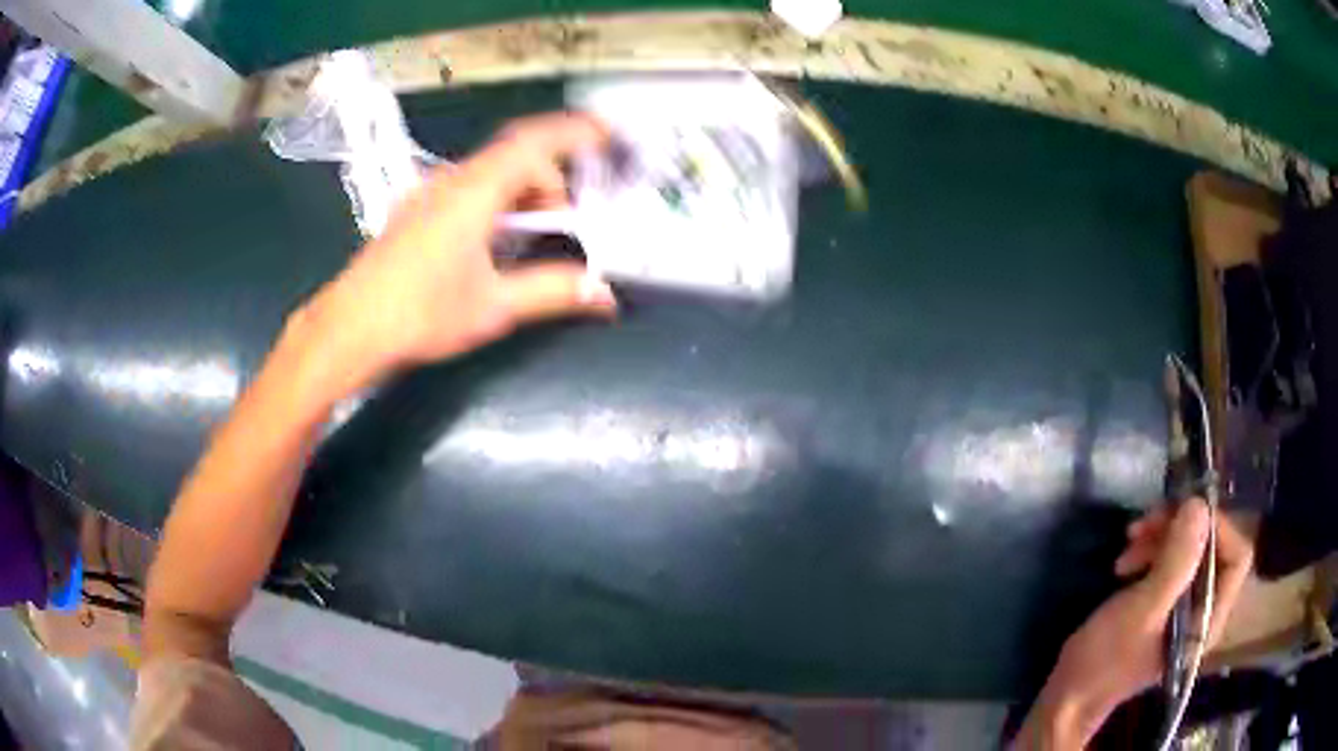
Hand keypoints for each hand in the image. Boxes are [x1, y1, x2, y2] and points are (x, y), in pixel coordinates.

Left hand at [293, 113, 617, 394]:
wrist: (349, 329)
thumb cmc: (420, 313)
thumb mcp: (493, 306)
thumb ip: (552, 291)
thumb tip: (602, 294)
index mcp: (474, 191)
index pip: (533, 143)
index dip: (575, 133)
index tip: (607, 137)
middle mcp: (451, 180)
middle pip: (514, 155)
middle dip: (551, 177)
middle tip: (571, 218)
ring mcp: (429, 193)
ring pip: (490, 172)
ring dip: (523, 191)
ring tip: (537, 232)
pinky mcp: (416, 211)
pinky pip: (468, 188)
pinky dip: (497, 201)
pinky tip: (497, 239)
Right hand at [1014, 499, 1252, 748]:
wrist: (1069, 697)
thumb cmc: (1106, 660)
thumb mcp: (1141, 610)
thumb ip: (1176, 562)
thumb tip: (1199, 506)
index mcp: (1208, 618)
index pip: (1237, 556)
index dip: (1216, 528)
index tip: (1181, 514)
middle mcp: (1204, 609)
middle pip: (1212, 548)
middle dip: (1180, 529)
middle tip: (1145, 524)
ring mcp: (1184, 608)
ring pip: (1189, 551)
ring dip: (1161, 537)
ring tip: (1128, 543)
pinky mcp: (1164, 605)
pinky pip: (1171, 562)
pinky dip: (1151, 551)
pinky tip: (1126, 560)